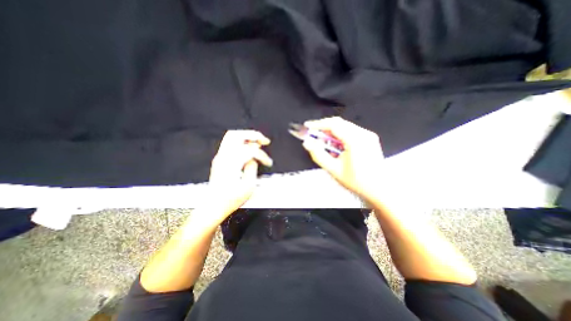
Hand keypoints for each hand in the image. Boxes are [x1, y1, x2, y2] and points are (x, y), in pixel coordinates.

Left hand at [206, 131, 270, 222]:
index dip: (262, 155)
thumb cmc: (229, 199)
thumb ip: (252, 168)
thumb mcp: (248, 186)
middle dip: (253, 135)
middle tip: (264, 140)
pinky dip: (242, 142)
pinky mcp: (220, 159)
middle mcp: (223, 157)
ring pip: (232, 136)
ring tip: (258, 142)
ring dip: (247, 137)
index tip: (268, 162)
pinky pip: (230, 143)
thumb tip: (254, 158)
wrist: (213, 206)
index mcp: (231, 163)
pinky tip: (249, 148)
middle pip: (237, 135)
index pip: (250, 150)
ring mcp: (220, 157)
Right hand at [300, 117, 385, 201]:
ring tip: (325, 144)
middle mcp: (363, 134)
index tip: (307, 126)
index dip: (318, 124)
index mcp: (355, 140)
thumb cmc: (358, 181)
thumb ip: (318, 155)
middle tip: (314, 136)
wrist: (379, 189)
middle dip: (324, 128)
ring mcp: (367, 135)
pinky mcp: (369, 138)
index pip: (333, 124)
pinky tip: (337, 147)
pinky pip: (351, 131)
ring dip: (332, 133)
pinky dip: (340, 136)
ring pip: (344, 127)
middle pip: (338, 123)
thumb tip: (307, 143)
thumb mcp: (333, 169)